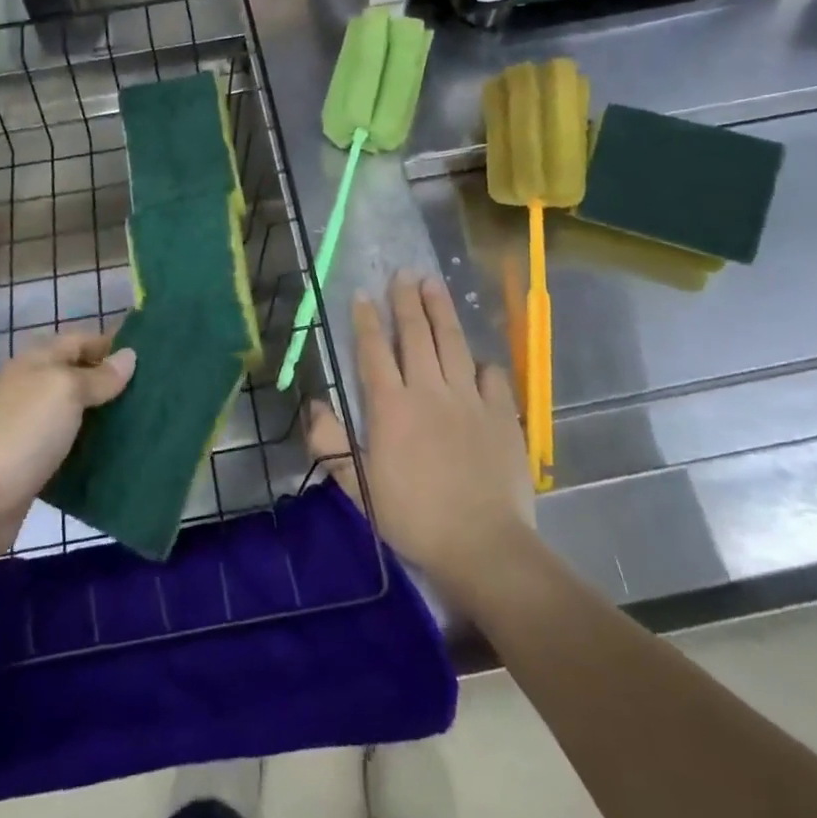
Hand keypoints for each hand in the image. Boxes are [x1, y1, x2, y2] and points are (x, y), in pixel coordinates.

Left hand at [0, 331, 134, 556]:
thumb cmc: (24, 432)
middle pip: (79, 375)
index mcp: (37, 361)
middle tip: (156, 392)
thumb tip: (128, 356)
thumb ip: (99, 376)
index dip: (112, 344)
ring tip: (146, 421)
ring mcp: (30, 427)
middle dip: (113, 382)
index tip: (152, 355)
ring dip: (105, 416)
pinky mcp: (33, 462)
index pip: (81, 340)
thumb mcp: (66, 391)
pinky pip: (71, 445)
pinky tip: (119, 454)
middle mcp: (32, 388)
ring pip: (77, 412)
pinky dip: (92, 447)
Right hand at [306, 272, 533, 588]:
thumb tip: (314, 405)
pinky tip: (476, 359)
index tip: (364, 294)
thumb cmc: (414, 518)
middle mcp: (429, 391)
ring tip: (434, 284)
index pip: (375, 351)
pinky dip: (481, 363)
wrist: (483, 545)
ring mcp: (469, 399)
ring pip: (453, 343)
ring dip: (441, 311)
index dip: (367, 321)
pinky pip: (491, 376)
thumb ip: (332, 444)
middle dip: (407, 301)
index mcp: (392, 407)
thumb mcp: (360, 488)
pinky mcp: (502, 414)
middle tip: (403, 273)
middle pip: (416, 335)